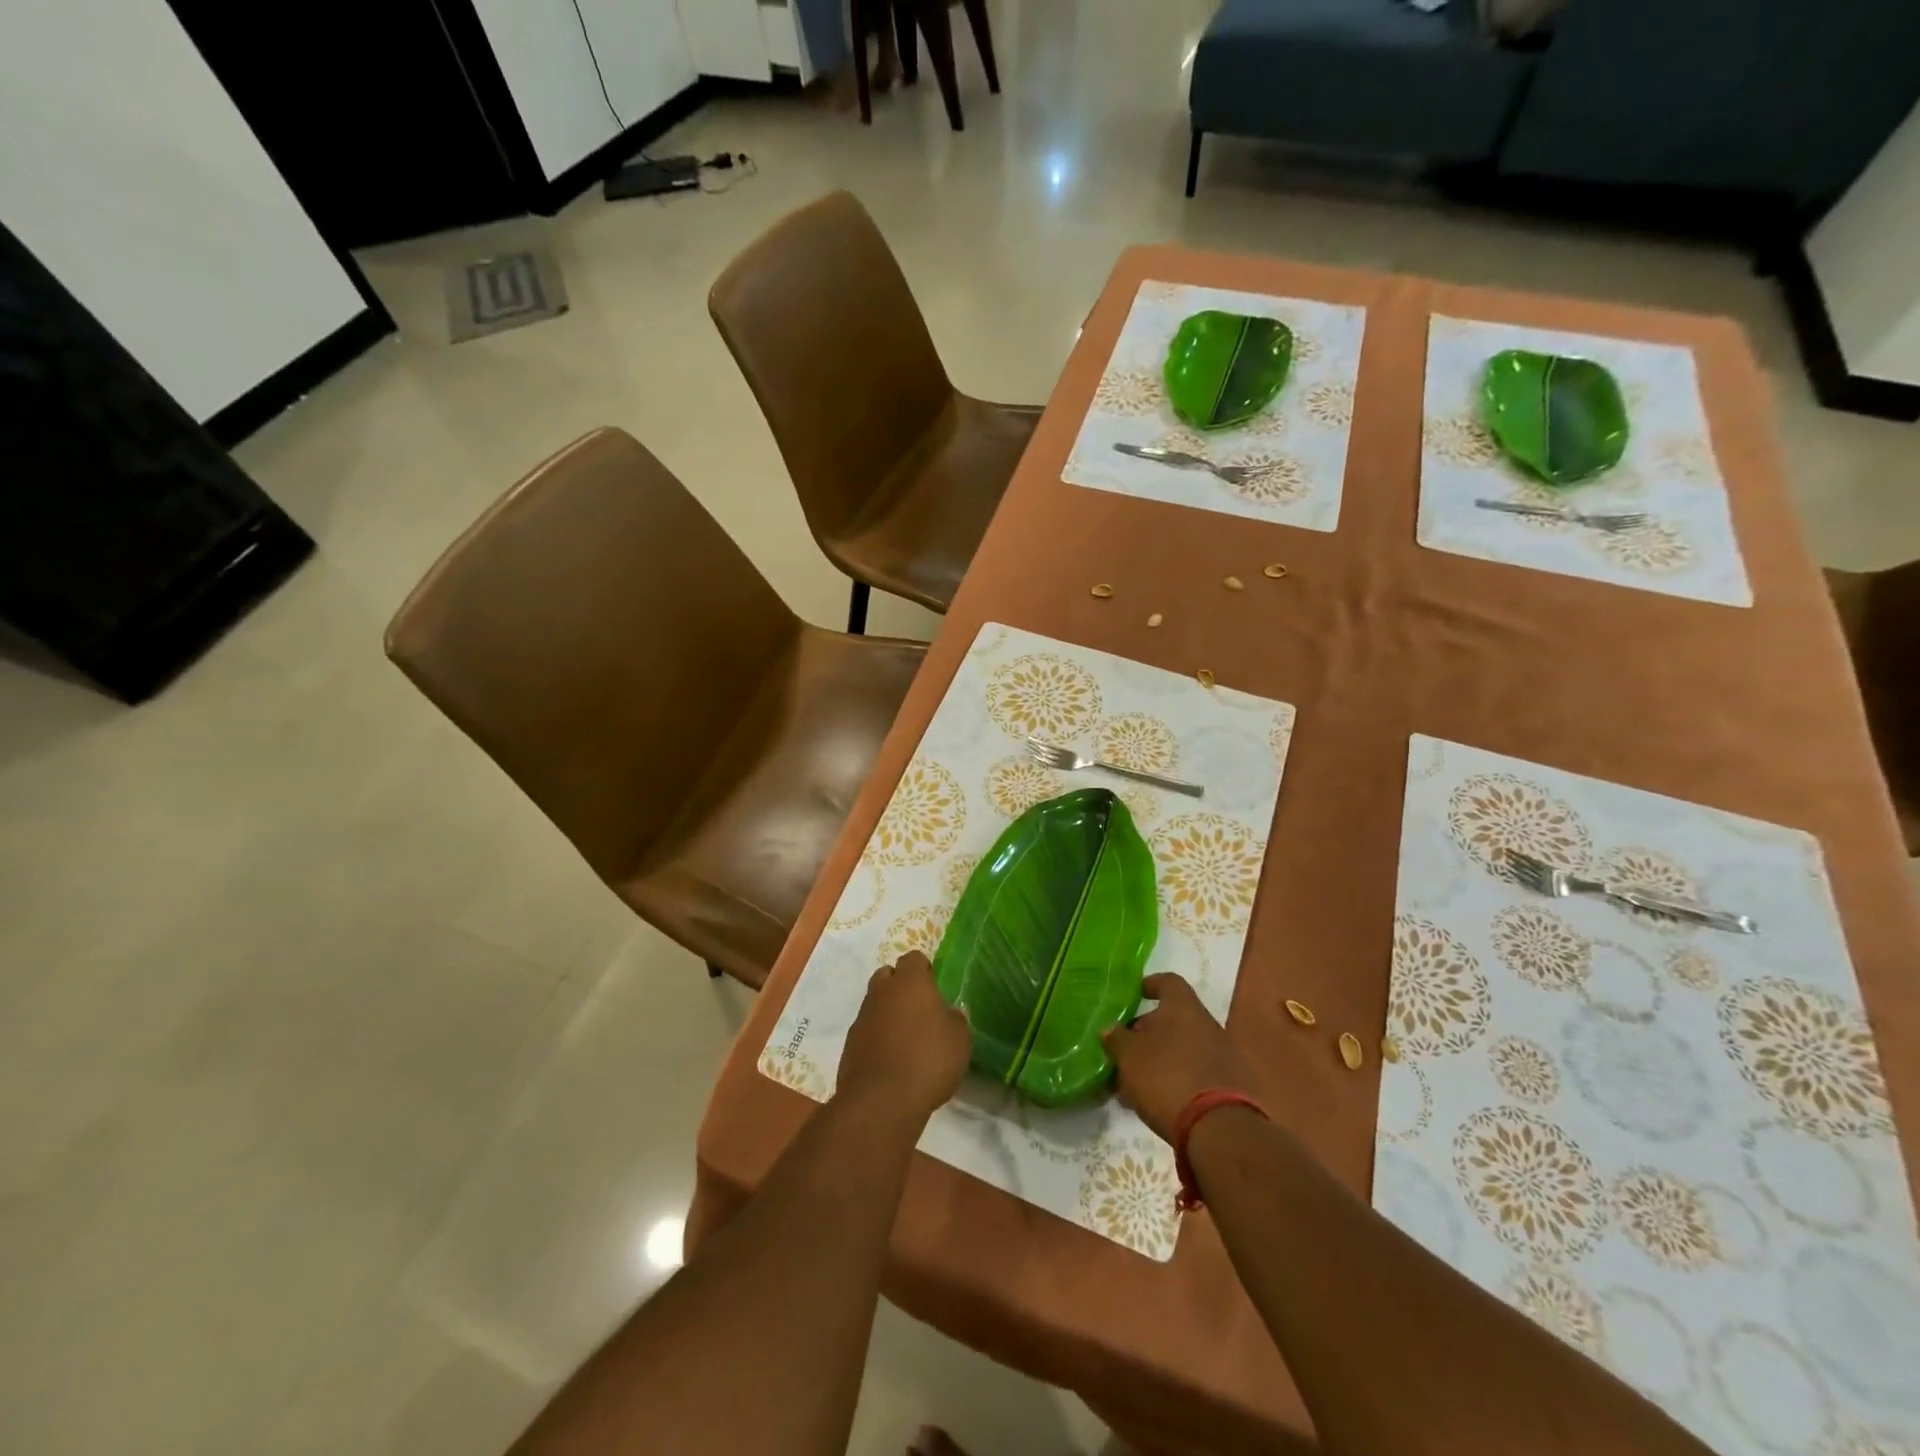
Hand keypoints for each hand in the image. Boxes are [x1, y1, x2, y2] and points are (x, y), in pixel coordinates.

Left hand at [836, 951, 971, 1121]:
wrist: (881, 1101)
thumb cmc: (928, 1060)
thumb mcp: (960, 1040)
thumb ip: (955, 1019)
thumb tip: (948, 1013)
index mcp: (910, 982)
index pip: (914, 959)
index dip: (924, 970)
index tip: (935, 988)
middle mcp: (882, 991)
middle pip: (888, 975)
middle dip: (900, 986)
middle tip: (919, 1010)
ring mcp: (862, 1017)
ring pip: (875, 1002)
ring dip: (888, 1012)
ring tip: (906, 1038)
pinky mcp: (850, 1043)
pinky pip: (866, 1030)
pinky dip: (877, 1037)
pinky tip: (891, 1059)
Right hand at [1103, 973, 1252, 1142]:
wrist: (1218, 1129)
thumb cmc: (1166, 1076)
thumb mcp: (1129, 1056)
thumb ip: (1117, 1038)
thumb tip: (1111, 1029)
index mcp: (1183, 1007)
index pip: (1167, 982)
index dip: (1149, 986)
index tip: (1133, 996)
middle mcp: (1207, 1024)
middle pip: (1174, 1018)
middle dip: (1148, 1031)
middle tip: (1125, 1049)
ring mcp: (1222, 1056)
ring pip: (1183, 1048)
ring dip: (1160, 1059)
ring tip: (1135, 1081)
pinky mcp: (1229, 1086)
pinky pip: (1195, 1072)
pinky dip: (1176, 1079)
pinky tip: (1157, 1100)